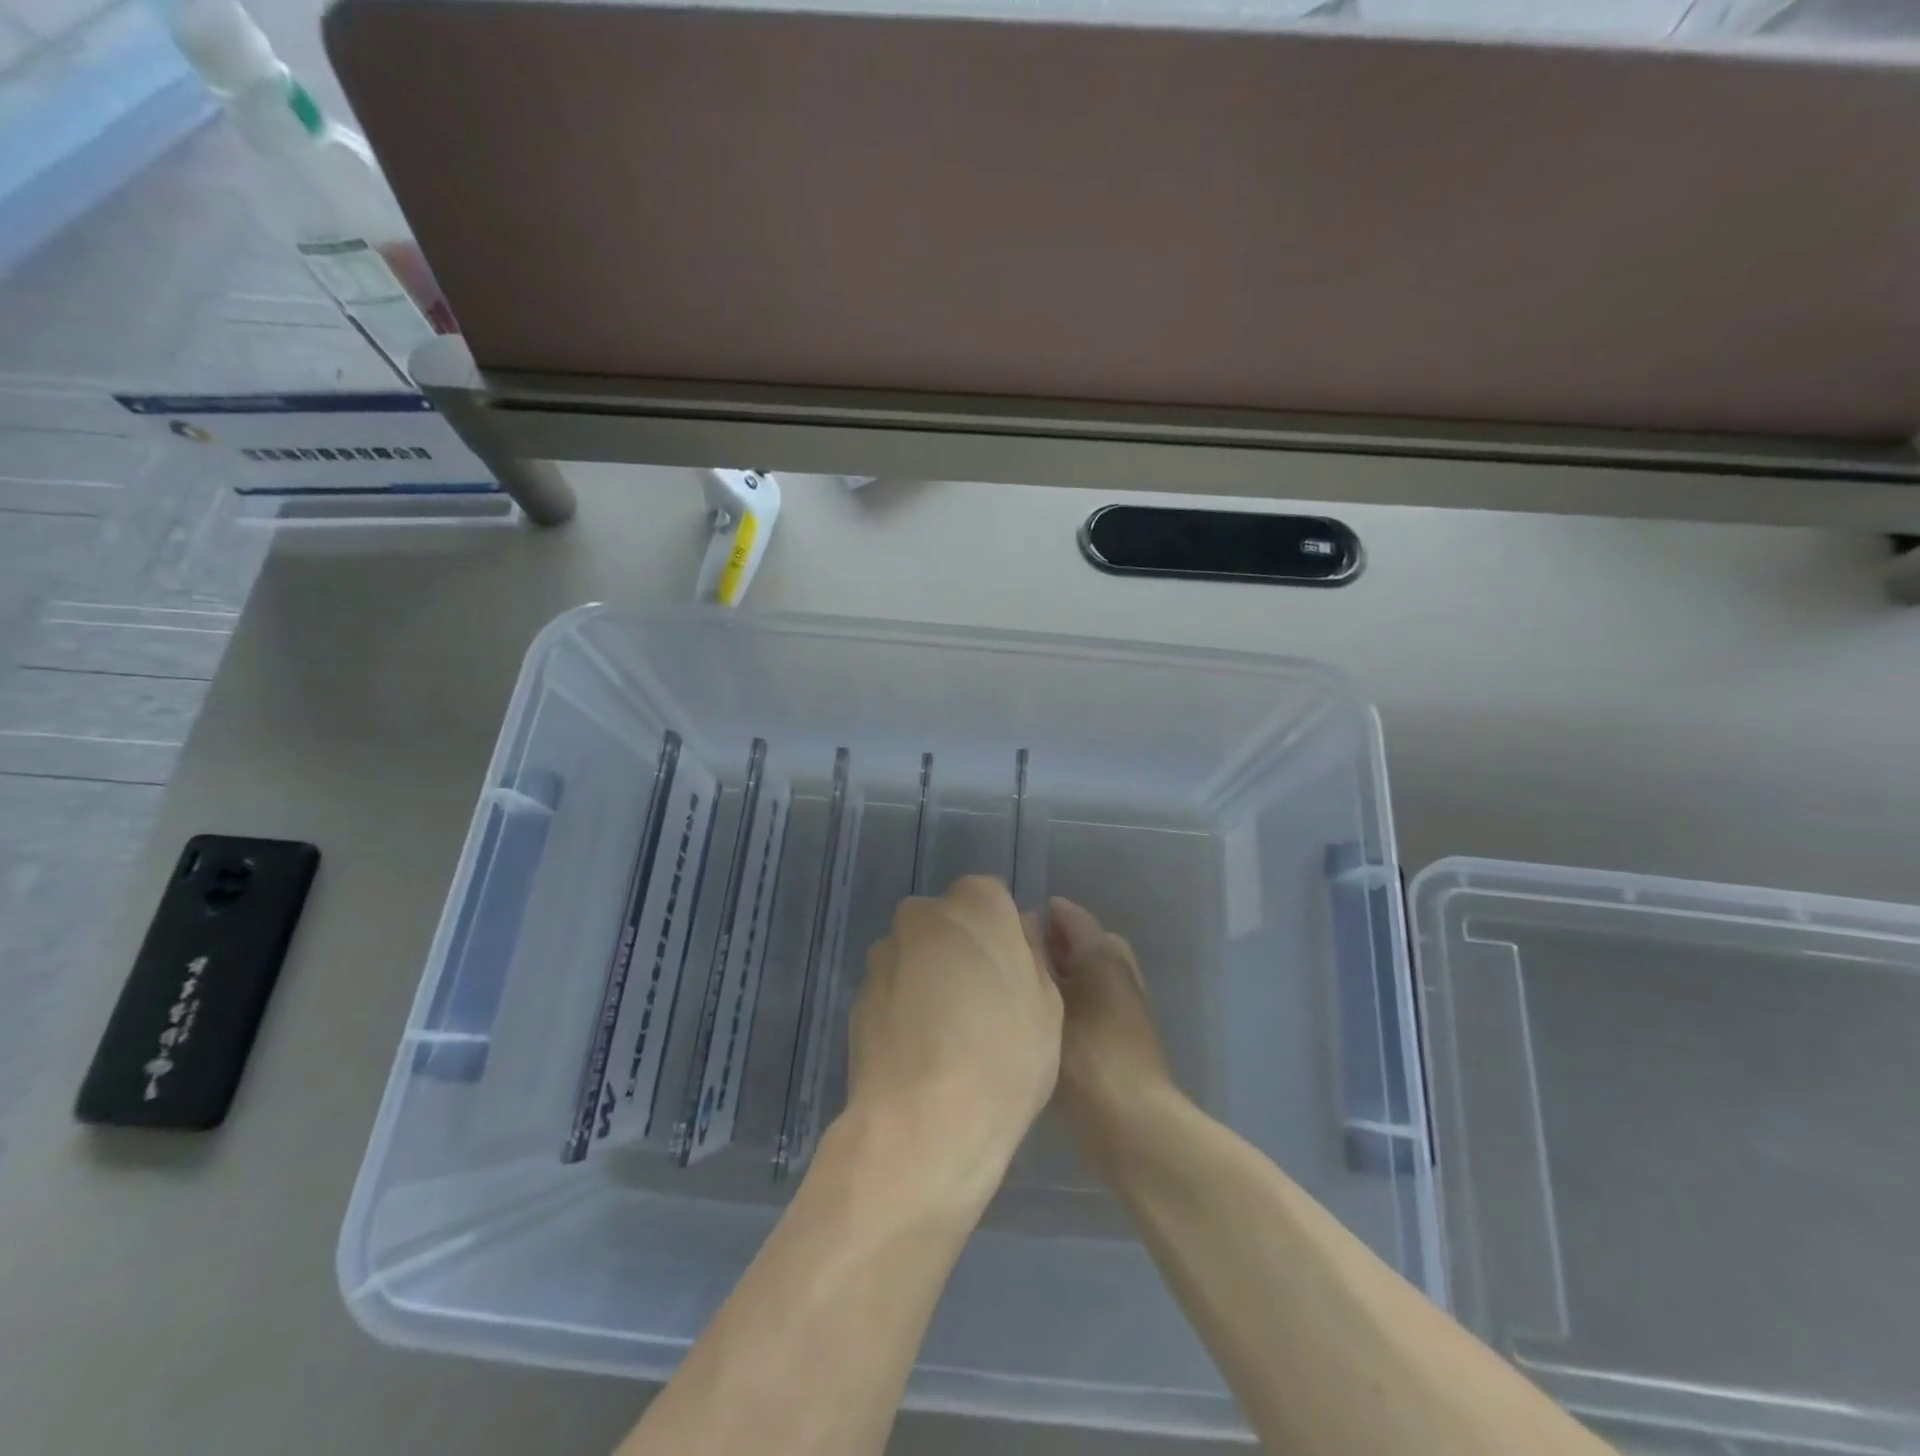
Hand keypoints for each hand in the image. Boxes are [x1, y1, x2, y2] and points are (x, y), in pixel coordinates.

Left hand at [843, 877, 1061, 1204]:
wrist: (921, 1124)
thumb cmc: (1004, 1057)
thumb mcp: (1048, 1006)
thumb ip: (1031, 955)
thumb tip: (1019, 930)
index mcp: (975, 904)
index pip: (991, 898)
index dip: (1002, 935)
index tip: (1011, 975)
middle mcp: (922, 915)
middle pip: (948, 924)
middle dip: (962, 950)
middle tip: (984, 1004)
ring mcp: (884, 954)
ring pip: (917, 955)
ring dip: (930, 978)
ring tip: (948, 1037)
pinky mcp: (857, 995)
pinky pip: (892, 990)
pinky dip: (904, 1008)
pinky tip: (920, 1053)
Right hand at [1044, 897, 1182, 1170]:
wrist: (1133, 1124)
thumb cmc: (1086, 1056)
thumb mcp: (1048, 1004)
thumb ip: (1034, 964)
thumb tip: (1023, 934)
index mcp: (1103, 953)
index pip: (1071, 916)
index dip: (1042, 914)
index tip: (1008, 923)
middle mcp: (1121, 970)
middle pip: (1087, 942)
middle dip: (1056, 943)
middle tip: (1021, 954)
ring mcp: (1128, 1004)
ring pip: (1093, 973)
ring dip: (1067, 973)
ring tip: (1029, 987)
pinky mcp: (1128, 1036)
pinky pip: (1096, 999)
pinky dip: (1076, 998)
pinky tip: (1048, 1019)